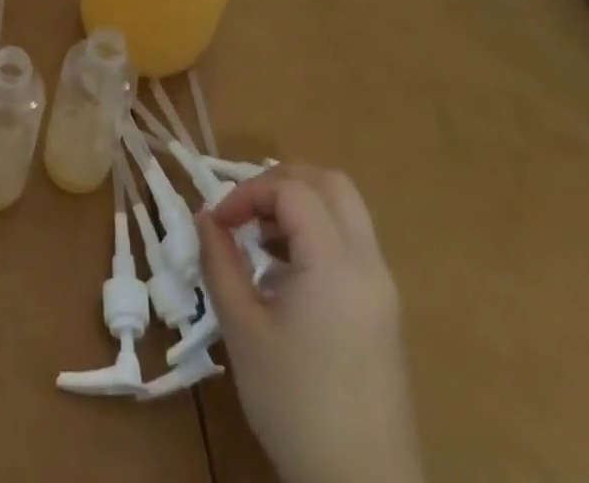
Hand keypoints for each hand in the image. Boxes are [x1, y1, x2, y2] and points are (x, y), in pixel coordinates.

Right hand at [197, 168, 422, 482]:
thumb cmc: (295, 405)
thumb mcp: (243, 329)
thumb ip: (220, 262)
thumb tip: (205, 217)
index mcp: (336, 264)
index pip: (292, 190)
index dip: (248, 192)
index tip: (218, 223)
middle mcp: (368, 264)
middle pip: (330, 184)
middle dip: (280, 182)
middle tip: (245, 210)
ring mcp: (382, 288)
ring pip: (345, 211)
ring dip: (300, 207)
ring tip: (260, 238)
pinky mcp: (384, 312)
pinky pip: (352, 244)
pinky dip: (317, 233)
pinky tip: (285, 272)